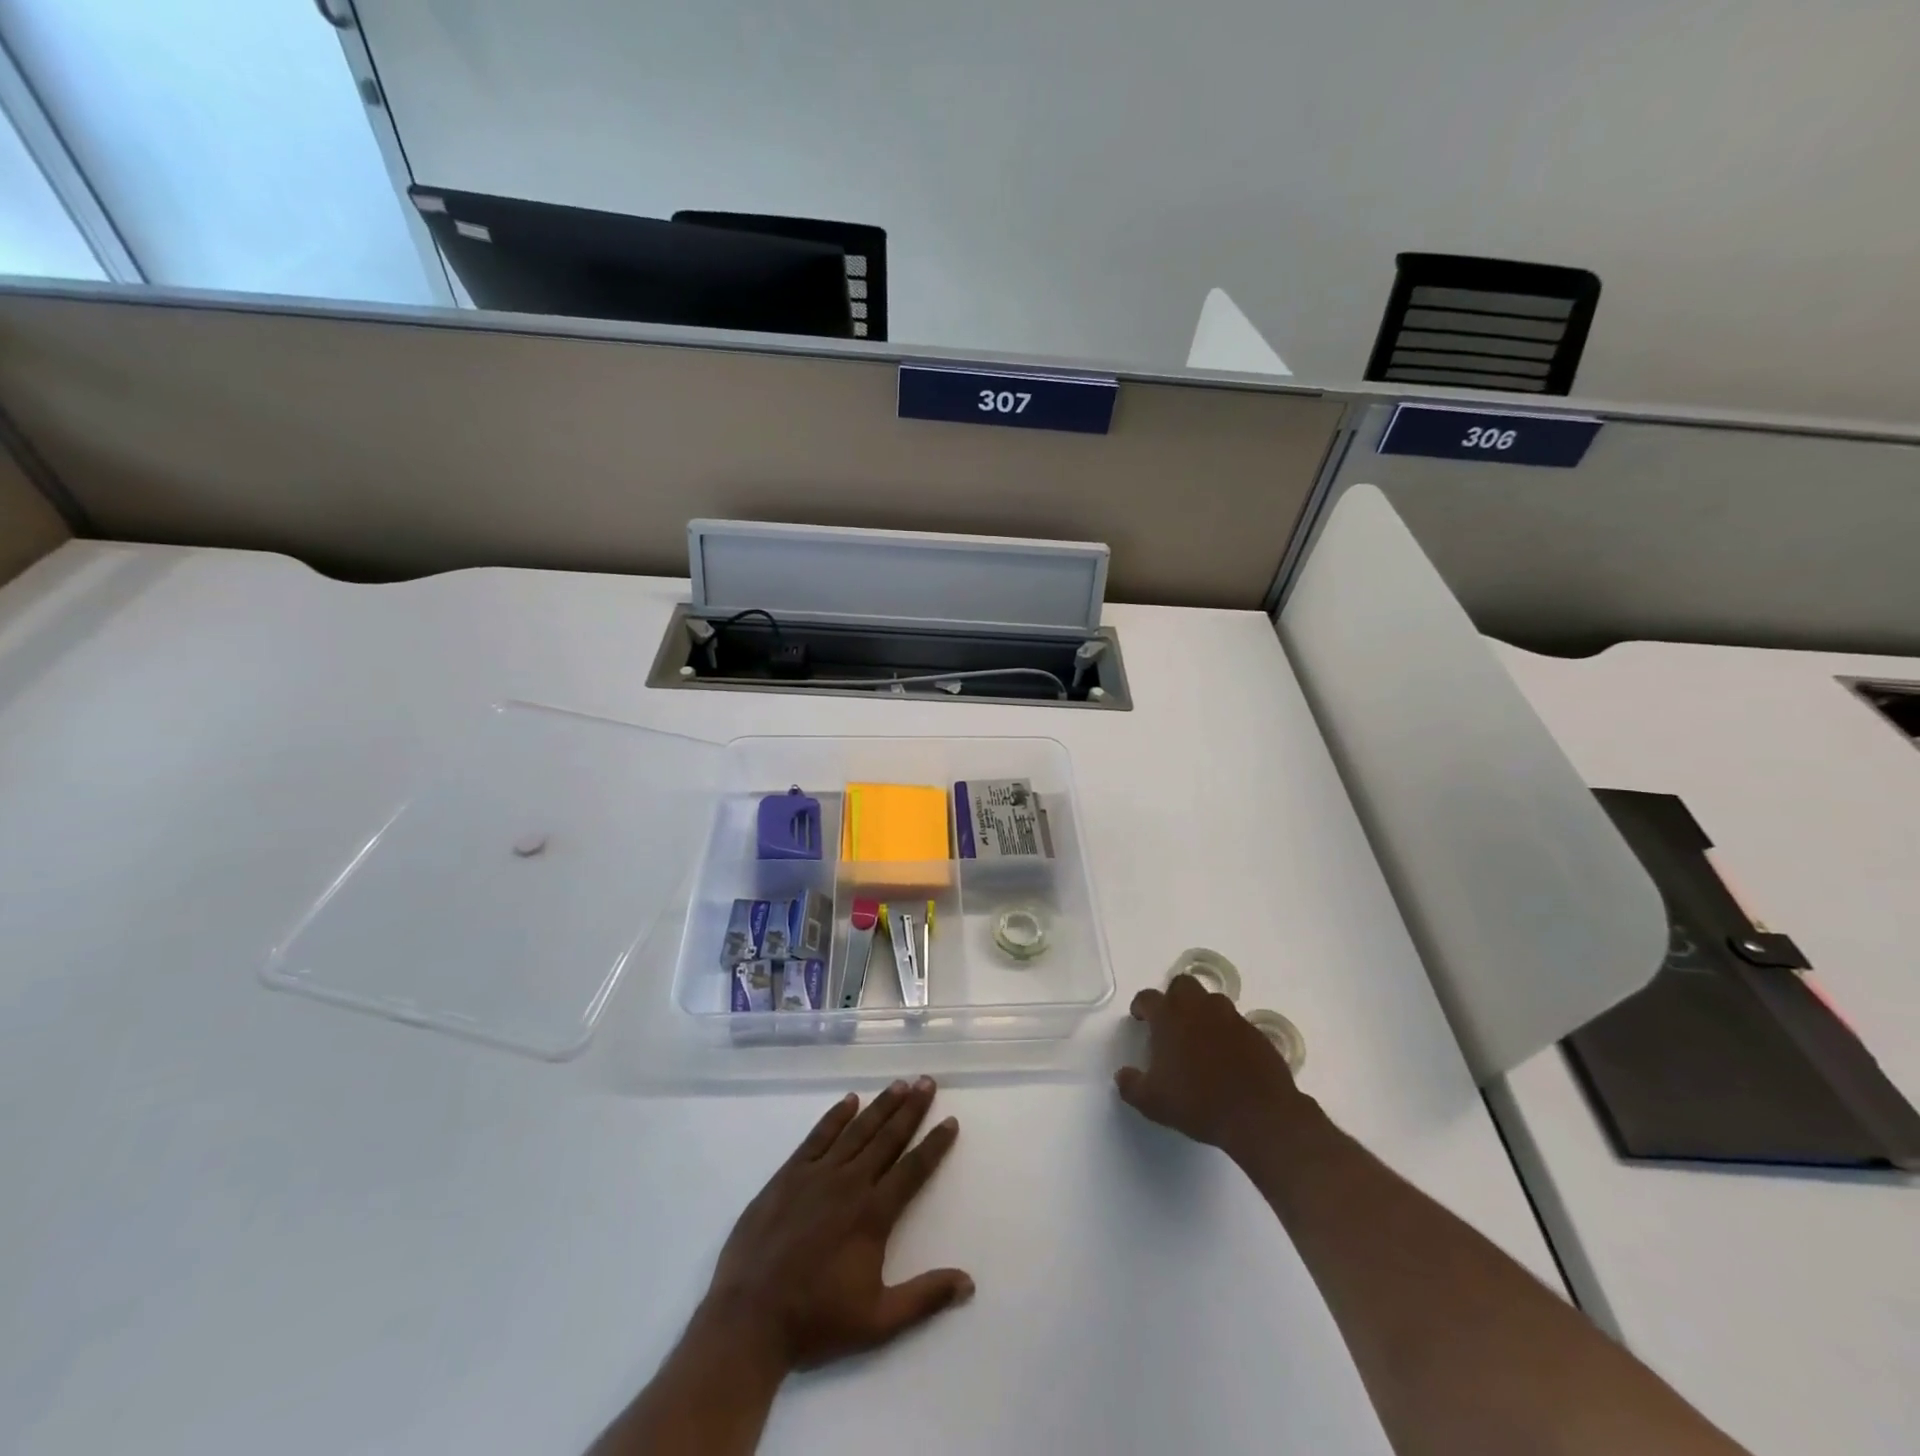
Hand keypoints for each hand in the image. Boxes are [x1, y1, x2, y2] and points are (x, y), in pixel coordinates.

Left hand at [699, 1077, 972, 1374]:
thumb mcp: (878, 1321)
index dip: (934, 1144)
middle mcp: (849, 1183)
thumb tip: (969, 1283)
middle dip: (911, 1109)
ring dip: (880, 1105)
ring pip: (856, 1130)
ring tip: (899, 1084)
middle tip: (927, 1082)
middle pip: (887, 1138)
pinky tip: (849, 1100)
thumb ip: (924, 1297)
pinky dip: (835, 1116)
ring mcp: (816, 1175)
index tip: (950, 1121)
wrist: (748, 1320)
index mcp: (873, 1214)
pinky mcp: (788, 1175)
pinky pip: (817, 1136)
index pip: (913, 1169)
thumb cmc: (816, 1321)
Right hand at [1115, 973, 1307, 1155]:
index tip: (1139, 1018)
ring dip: (1202, 1011)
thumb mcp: (1152, 1102)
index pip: (1147, 997)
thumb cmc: (1198, 1103)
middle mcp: (1199, 1008)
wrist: (1259, 1116)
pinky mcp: (1256, 1032)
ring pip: (1212, 1000)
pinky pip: (1236, 1022)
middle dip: (1174, 997)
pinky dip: (1227, 1032)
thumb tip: (1122, 1075)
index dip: (1141, 1006)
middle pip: (1183, 984)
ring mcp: (1231, 1017)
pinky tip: (1227, 1056)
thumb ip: (1131, 1085)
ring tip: (1200, 1038)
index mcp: (1169, 1017)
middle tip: (1172, 1022)